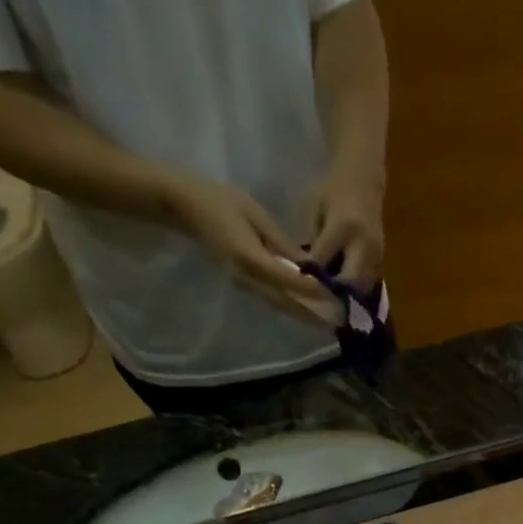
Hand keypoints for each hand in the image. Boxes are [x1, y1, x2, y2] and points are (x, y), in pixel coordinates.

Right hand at [164, 174, 334, 322]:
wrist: (186, 207)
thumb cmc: (221, 201)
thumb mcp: (256, 214)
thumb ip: (282, 243)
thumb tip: (308, 266)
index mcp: (249, 257)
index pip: (287, 279)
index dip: (311, 290)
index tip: (333, 296)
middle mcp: (246, 277)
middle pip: (285, 301)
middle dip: (311, 313)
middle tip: (336, 321)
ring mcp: (243, 283)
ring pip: (278, 305)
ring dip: (303, 314)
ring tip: (326, 322)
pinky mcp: (243, 284)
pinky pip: (271, 299)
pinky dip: (291, 306)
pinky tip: (307, 310)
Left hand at [304, 166, 385, 291]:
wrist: (364, 179)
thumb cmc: (333, 189)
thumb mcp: (315, 209)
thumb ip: (314, 241)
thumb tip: (308, 271)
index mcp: (343, 227)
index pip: (323, 261)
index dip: (310, 274)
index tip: (298, 283)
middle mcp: (364, 244)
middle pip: (349, 282)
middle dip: (332, 293)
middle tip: (317, 298)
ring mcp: (376, 254)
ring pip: (361, 288)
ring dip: (346, 295)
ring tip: (330, 298)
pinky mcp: (381, 260)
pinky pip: (367, 283)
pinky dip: (354, 289)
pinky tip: (342, 289)